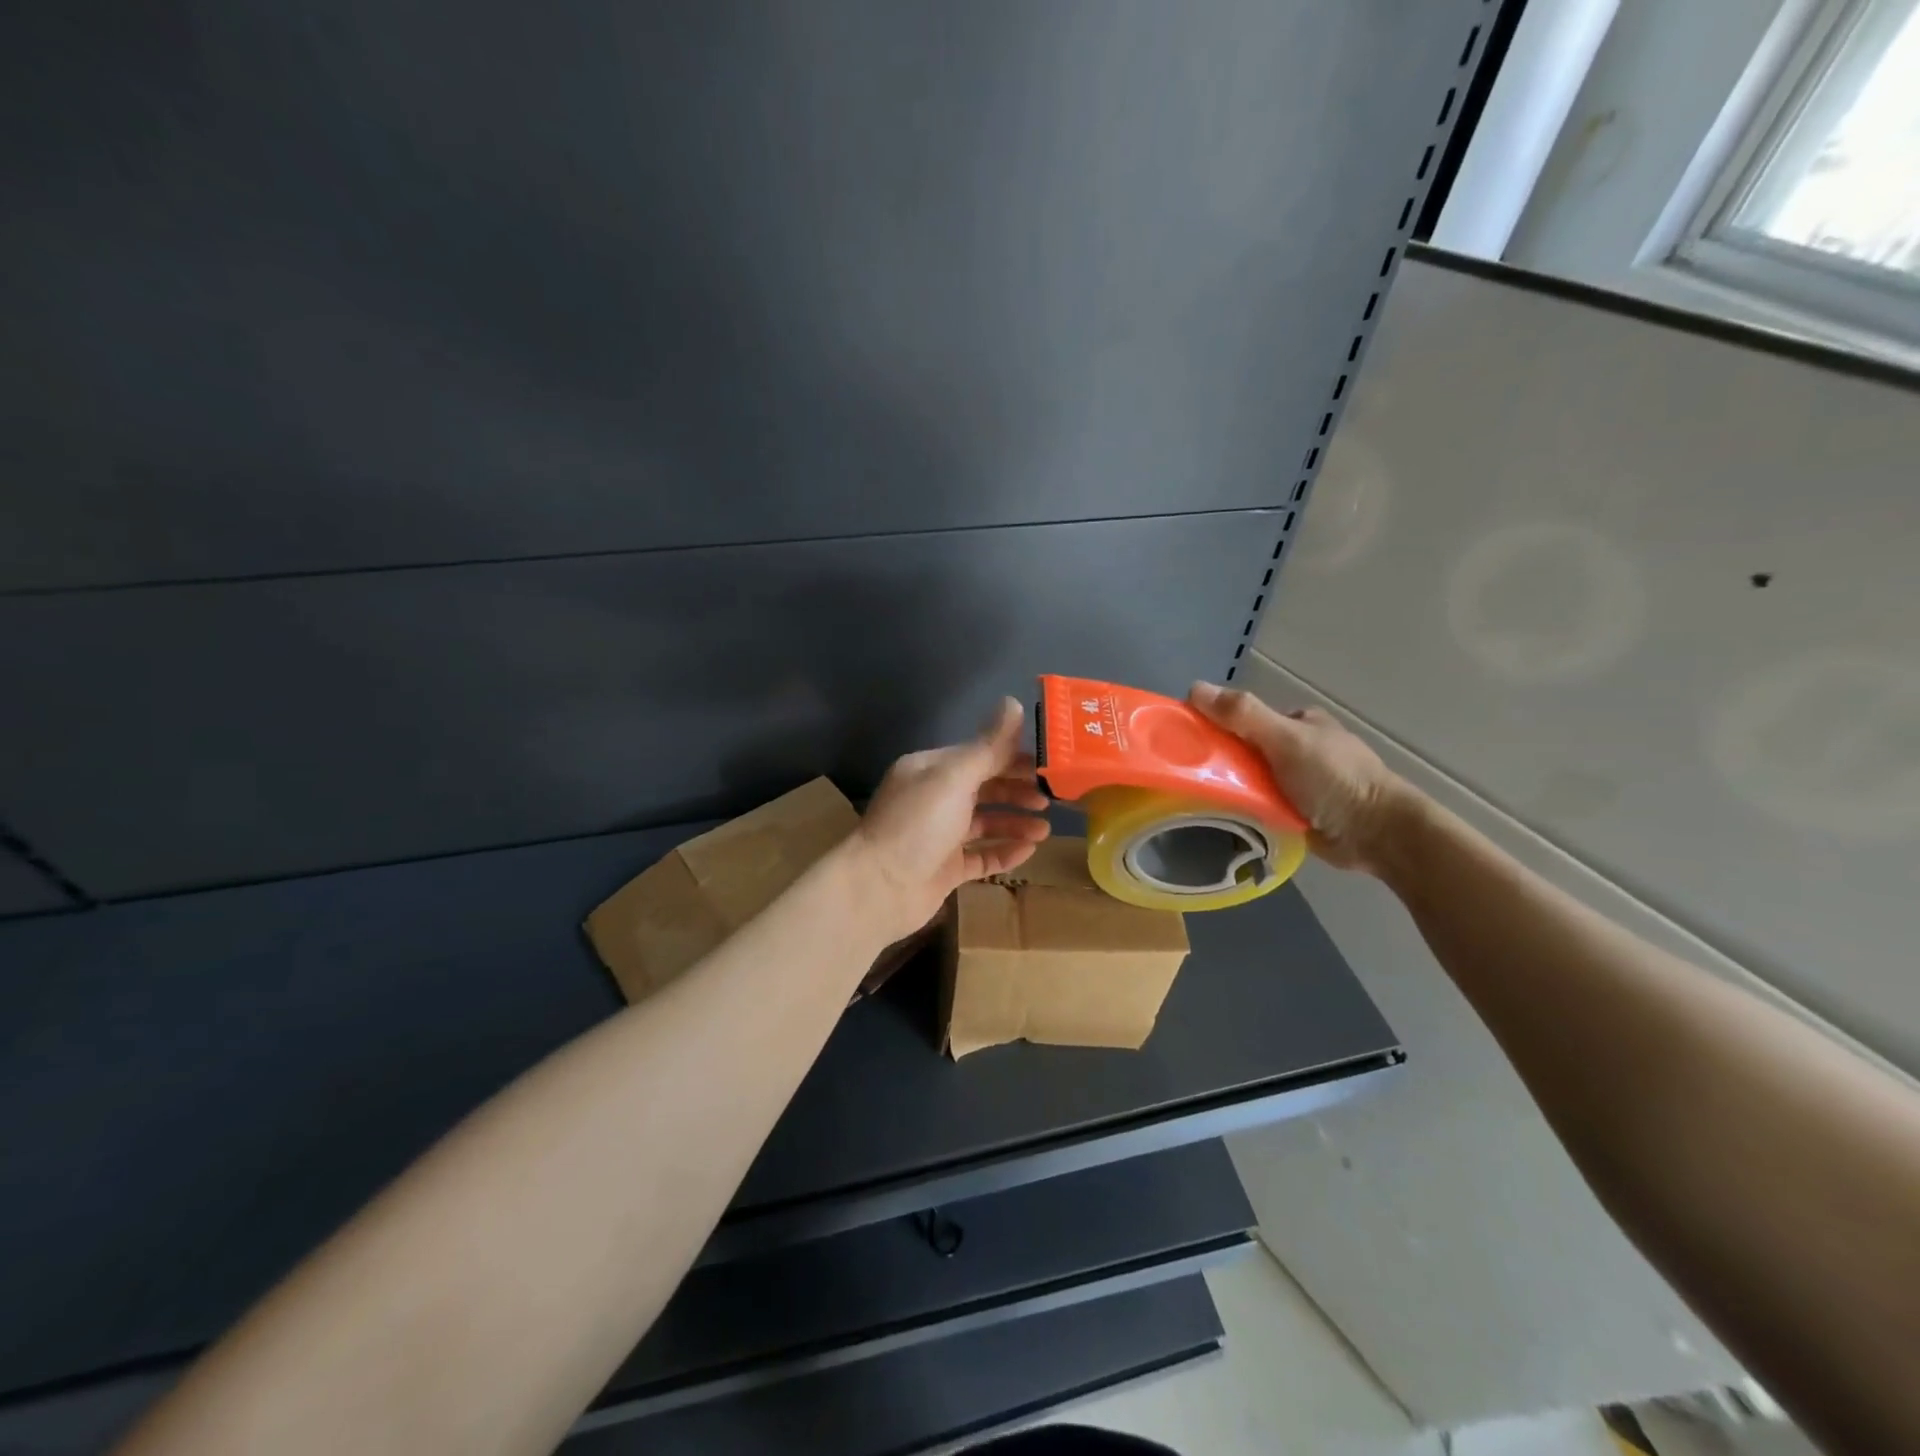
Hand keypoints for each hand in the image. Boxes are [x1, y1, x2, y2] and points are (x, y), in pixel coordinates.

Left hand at [850, 698, 1051, 941]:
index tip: (1048, 765)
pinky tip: (1029, 851)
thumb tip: (1014, 702)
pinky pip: (981, 856)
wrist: (879, 889)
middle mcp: (935, 799)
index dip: (1014, 758)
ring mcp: (940, 836)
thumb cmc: (917, 825)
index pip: (979, 755)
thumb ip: (988, 746)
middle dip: (1017, 791)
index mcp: (931, 770)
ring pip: (985, 823)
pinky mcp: (945, 869)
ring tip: (1045, 830)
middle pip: (984, 788)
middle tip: (1050, 799)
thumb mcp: (954, 778)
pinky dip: (1004, 852)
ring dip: (1015, 823)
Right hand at [1188, 682, 1415, 874]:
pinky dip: (1246, 811)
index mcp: (1299, 722)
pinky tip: (1226, 819)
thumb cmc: (1334, 778)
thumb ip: (1243, 715)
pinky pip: (1261, 806)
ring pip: (1251, 780)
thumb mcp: (1285, 739)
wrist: (1377, 834)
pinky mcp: (1299, 812)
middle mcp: (1298, 749)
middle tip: (1192, 780)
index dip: (1216, 725)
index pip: (1245, 717)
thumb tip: (1194, 688)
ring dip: (1232, 790)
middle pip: (1245, 750)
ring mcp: (1299, 782)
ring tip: (1201, 802)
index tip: (1187, 743)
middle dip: (1222, 763)